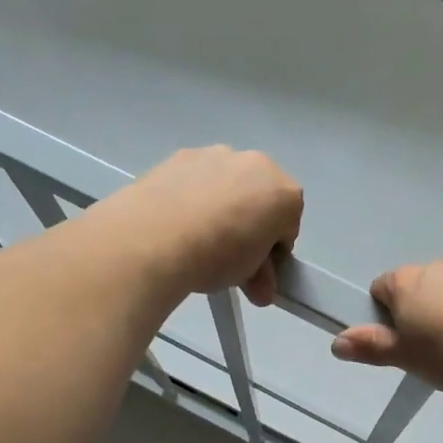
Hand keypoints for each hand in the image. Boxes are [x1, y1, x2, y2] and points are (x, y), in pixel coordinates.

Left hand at [94, 147, 303, 305]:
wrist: (154, 236)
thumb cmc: (217, 255)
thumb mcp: (248, 274)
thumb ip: (261, 276)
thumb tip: (261, 288)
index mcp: (284, 192)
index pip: (288, 225)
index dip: (273, 250)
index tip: (256, 270)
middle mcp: (255, 163)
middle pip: (260, 197)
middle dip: (250, 223)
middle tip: (228, 258)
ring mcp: (216, 154)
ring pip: (228, 184)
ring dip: (221, 206)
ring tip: (196, 239)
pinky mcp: (180, 155)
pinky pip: (196, 180)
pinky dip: (192, 196)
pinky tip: (176, 222)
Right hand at [330, 260, 442, 390]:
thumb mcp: (406, 357)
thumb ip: (372, 348)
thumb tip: (336, 342)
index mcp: (404, 282)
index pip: (378, 289)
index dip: (382, 317)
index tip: (397, 344)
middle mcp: (433, 267)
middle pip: (413, 291)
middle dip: (416, 318)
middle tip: (426, 354)